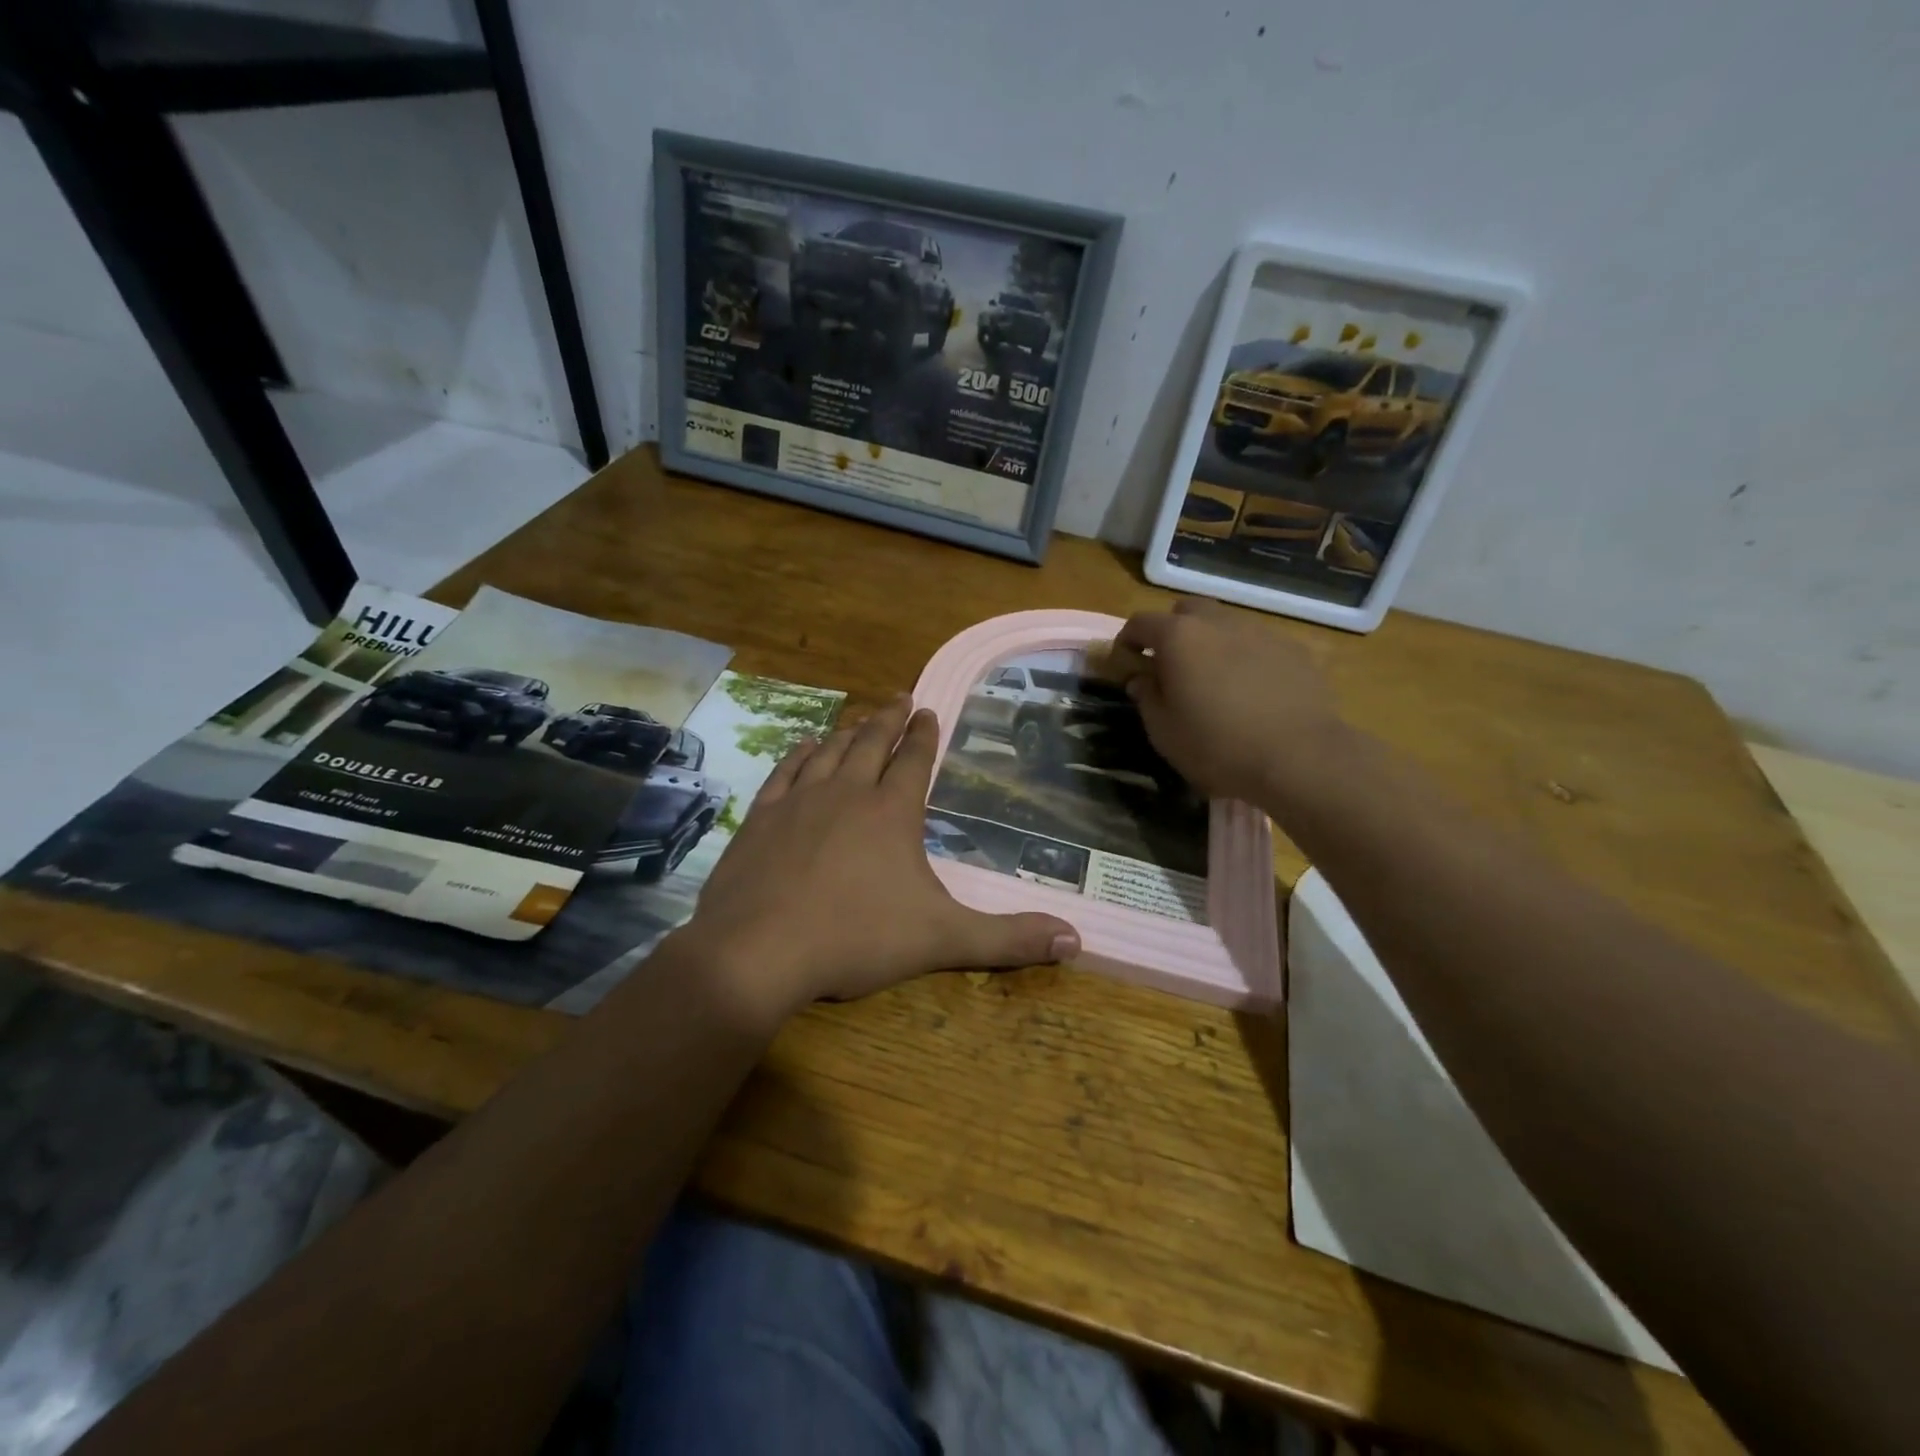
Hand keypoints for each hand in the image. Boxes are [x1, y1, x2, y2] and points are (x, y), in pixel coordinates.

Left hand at [672, 696, 1079, 1027]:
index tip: (928, 709)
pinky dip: (799, 754)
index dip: (924, 734)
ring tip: (859, 718)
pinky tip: (804, 745)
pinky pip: (785, 772)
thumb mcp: (942, 940)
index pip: (914, 760)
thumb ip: (1008, 939)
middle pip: (872, 743)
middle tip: (900, 696)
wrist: (759, 951)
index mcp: (891, 812)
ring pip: (829, 751)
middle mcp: (846, 793)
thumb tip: (1076, 940)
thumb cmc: (856, 938)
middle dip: (889, 719)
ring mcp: (799, 801)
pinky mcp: (761, 818)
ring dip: (848, 731)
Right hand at [1110, 598, 1348, 808]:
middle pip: (1186, 611)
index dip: (1127, 641)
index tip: (1125, 663)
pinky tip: (1252, 692)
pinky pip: (1258, 644)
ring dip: (1211, 643)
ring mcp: (1261, 632)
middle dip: (1172, 631)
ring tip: (1214, 680)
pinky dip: (1245, 658)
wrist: (1300, 758)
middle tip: (1171, 666)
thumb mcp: (1164, 731)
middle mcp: (1219, 623)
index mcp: (1179, 637)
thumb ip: (1147, 698)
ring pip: (1225, 625)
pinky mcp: (1294, 650)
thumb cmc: (1217, 746)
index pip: (1140, 622)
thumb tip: (1142, 679)